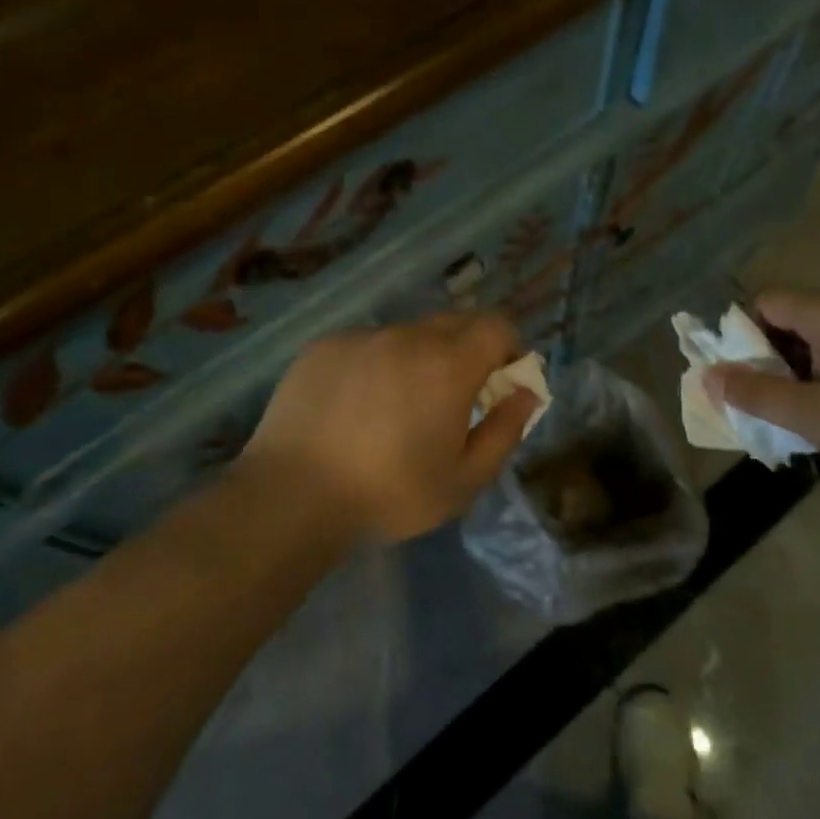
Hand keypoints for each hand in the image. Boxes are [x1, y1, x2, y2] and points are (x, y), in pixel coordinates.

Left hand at [241, 312, 541, 542]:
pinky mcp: (324, 346)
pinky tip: (354, 406)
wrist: (292, 496)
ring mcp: (361, 337)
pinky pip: (366, 344)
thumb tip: (527, 393)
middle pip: (455, 322)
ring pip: (408, 333)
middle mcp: (407, 336)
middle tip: (454, 397)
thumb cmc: (388, 494)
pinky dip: (376, 363)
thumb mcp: (464, 480)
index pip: (496, 325)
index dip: (508, 348)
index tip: (500, 382)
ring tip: (397, 406)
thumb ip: (505, 431)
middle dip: (468, 350)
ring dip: (419, 357)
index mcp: (448, 365)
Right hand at [705, 291, 819, 492]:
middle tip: (767, 399)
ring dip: (799, 368)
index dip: (742, 334)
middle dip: (769, 356)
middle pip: (792, 318)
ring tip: (800, 411)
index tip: (742, 375)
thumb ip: (755, 394)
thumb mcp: (811, 416)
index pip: (766, 302)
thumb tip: (708, 376)